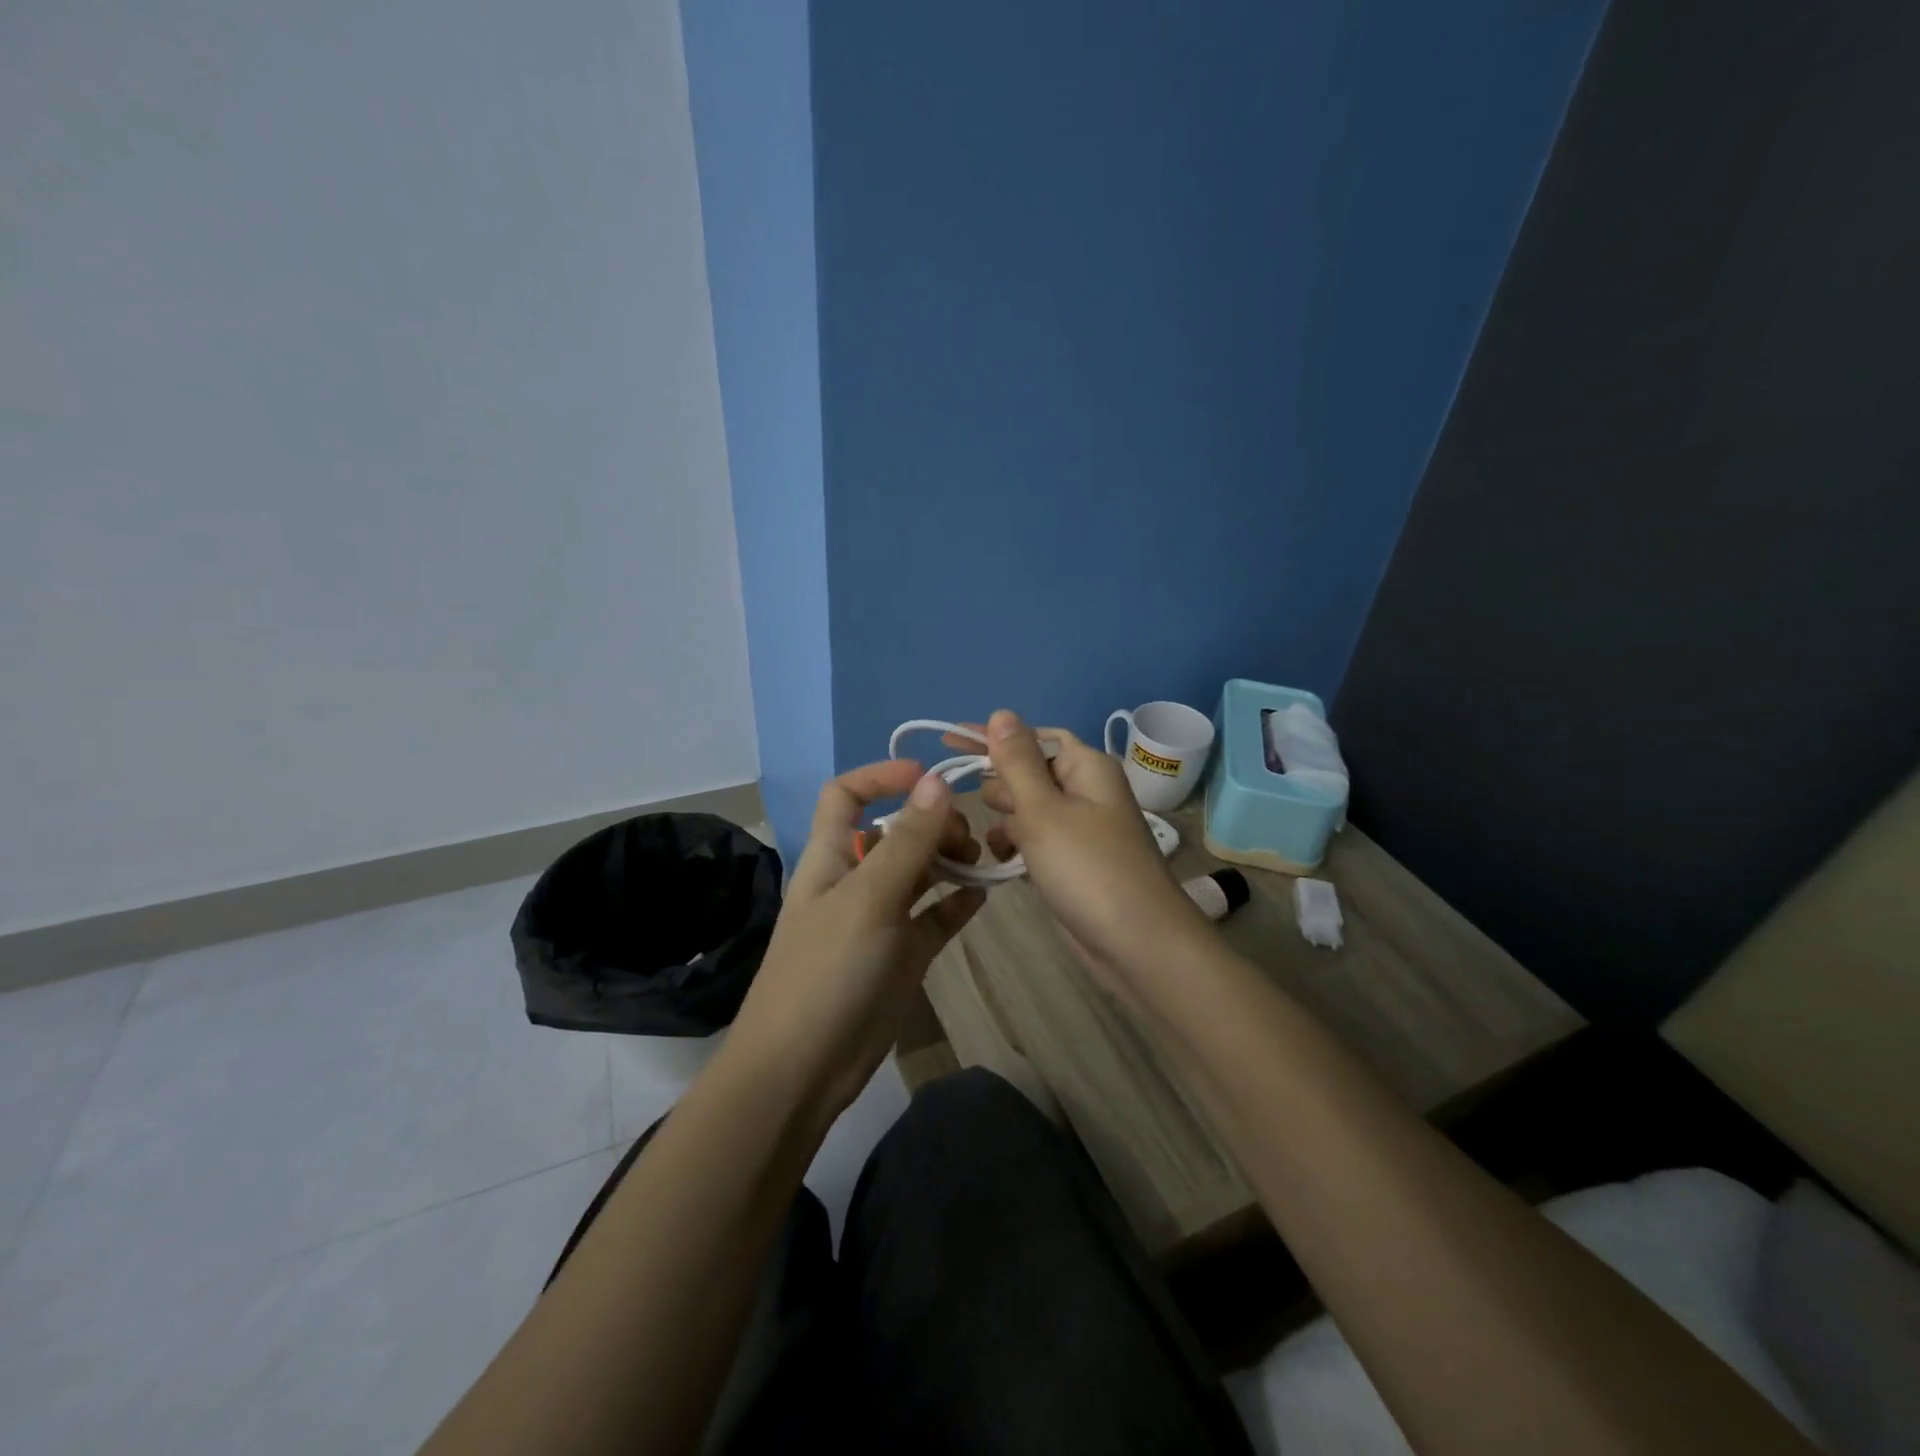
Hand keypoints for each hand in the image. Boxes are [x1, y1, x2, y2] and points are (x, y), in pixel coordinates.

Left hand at [723, 760, 984, 1119]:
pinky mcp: (903, 955)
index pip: (846, 796)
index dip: (881, 777)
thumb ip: (907, 841)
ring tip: (981, 862)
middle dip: (932, 823)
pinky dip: (957, 902)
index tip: (929, 778)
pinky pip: (935, 916)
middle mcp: (856, 880)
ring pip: (920, 872)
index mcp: (832, 856)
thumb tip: (938, 782)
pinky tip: (983, 896)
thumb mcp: (869, 899)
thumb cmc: (827, 971)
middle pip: (896, 832)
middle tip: (967, 838)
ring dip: (950, 860)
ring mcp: (881, 919)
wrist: (803, 1069)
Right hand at [955, 710, 1207, 983]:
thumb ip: (1017, 761)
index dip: (992, 737)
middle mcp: (1085, 790)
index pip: (1031, 736)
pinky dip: (1018, 847)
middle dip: (1001, 789)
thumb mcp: (1044, 809)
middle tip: (994, 814)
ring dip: (1007, 822)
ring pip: (1027, 809)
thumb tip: (1001, 713)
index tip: (947, 739)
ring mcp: (1080, 828)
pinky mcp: (1073, 861)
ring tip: (999, 845)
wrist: (1138, 945)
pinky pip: (1035, 840)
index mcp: (1085, 766)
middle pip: (1027, 772)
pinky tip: (1004, 864)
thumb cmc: (1088, 868)